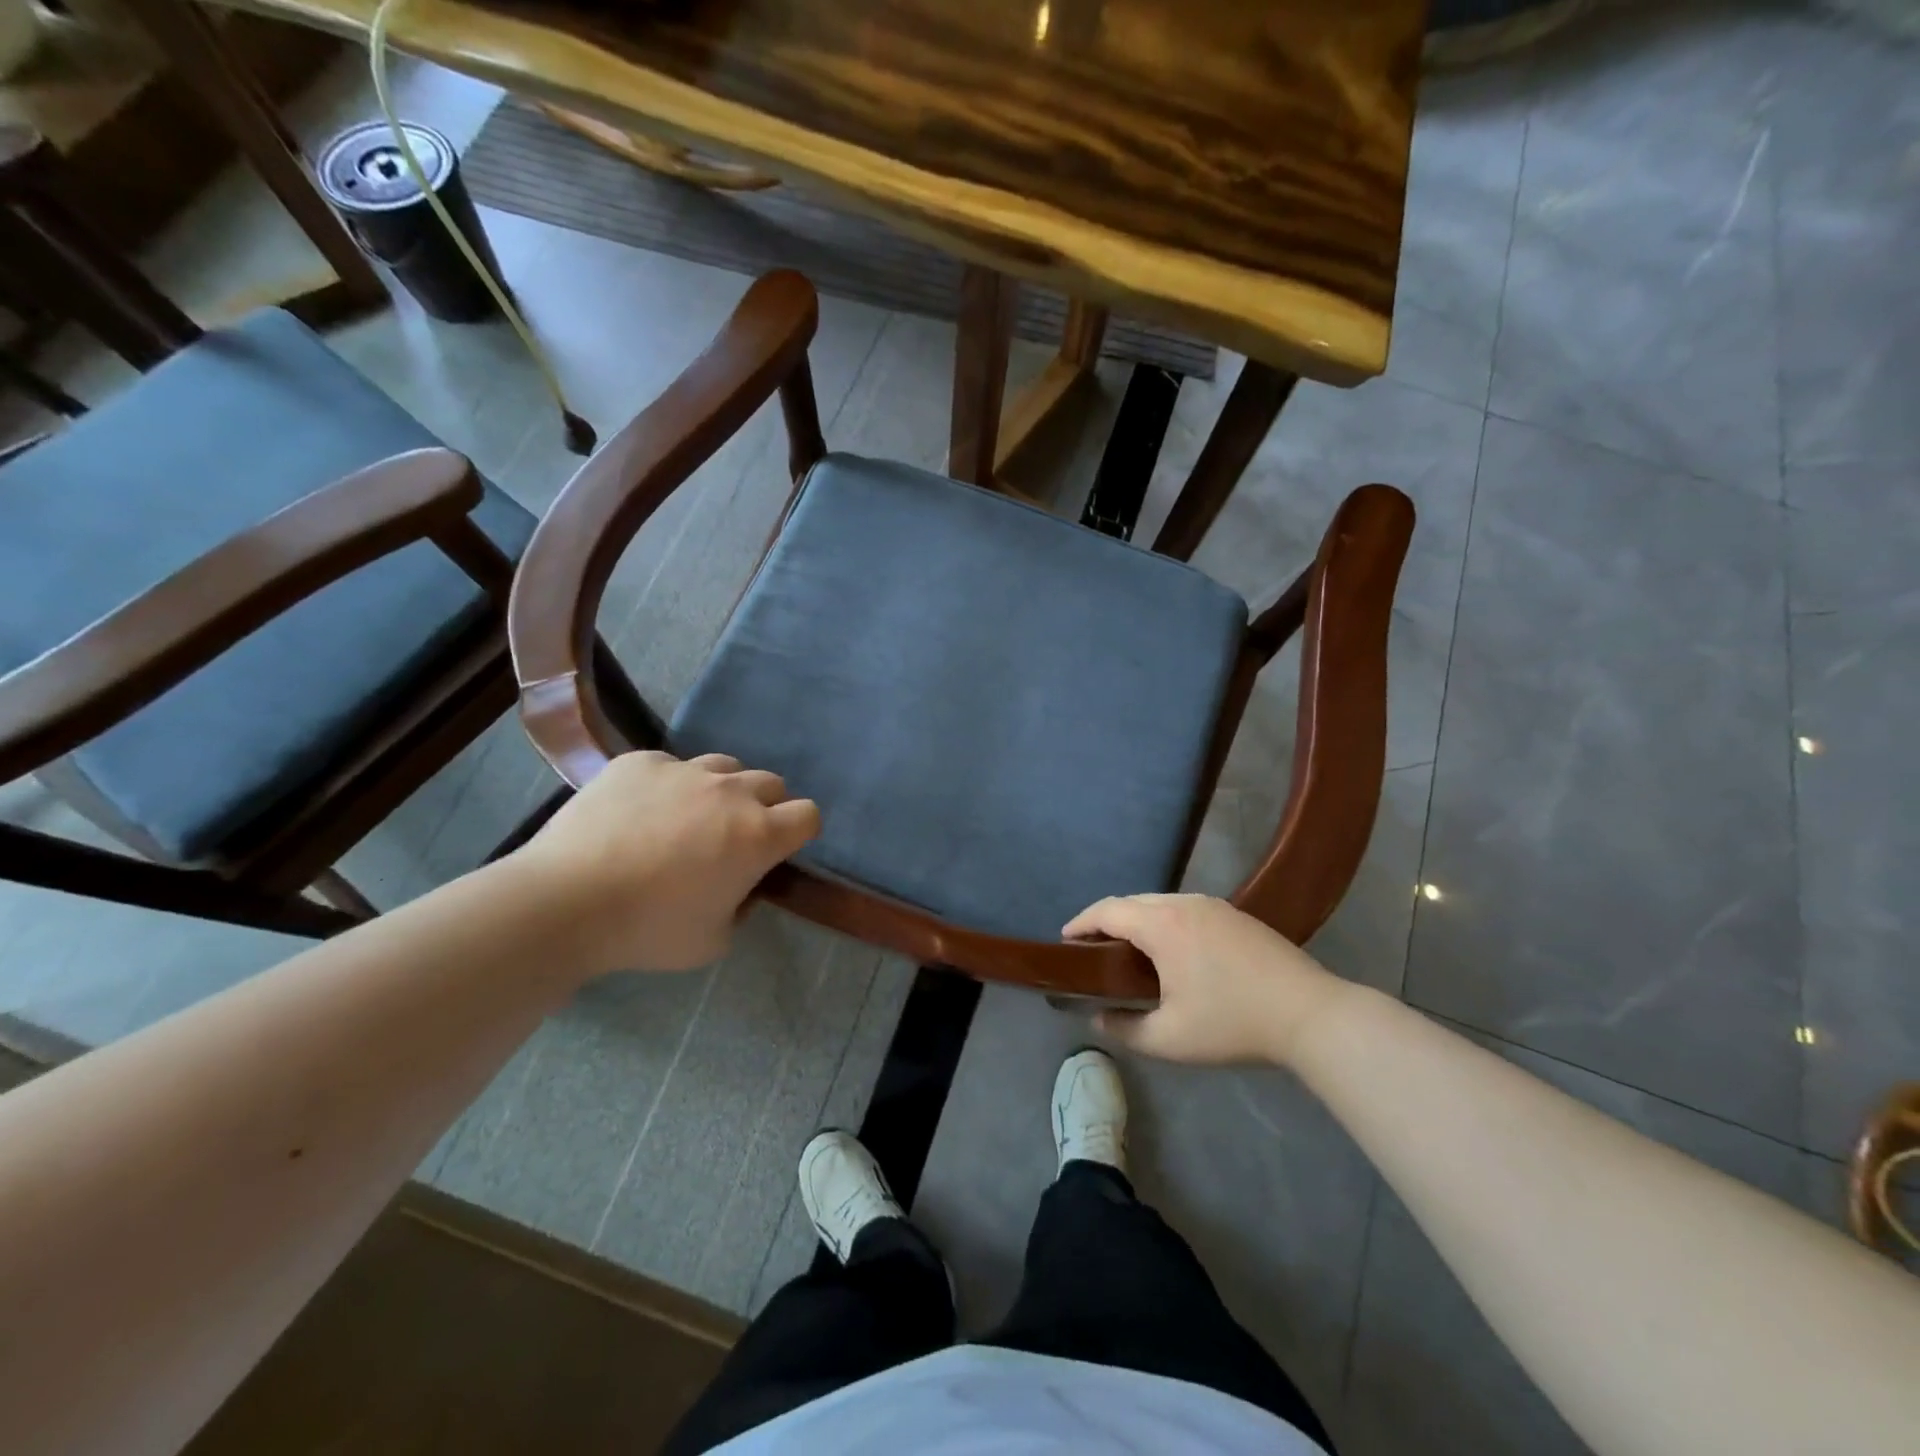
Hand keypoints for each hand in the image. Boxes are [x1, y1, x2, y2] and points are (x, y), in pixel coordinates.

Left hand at [513, 751, 819, 974]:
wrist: (565, 902)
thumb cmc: (649, 929)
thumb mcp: (714, 940)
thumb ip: (742, 907)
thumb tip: (740, 886)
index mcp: (758, 835)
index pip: (808, 815)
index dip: (799, 832)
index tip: (779, 849)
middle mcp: (731, 792)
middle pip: (771, 783)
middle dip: (764, 807)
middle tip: (732, 838)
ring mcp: (684, 770)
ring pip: (725, 766)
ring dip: (721, 790)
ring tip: (688, 818)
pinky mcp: (641, 762)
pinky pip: (670, 765)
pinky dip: (667, 785)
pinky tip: (638, 812)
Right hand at [1064, 894, 1350, 1066]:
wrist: (1310, 1014)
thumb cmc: (1233, 1024)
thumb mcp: (1170, 1039)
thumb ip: (1126, 1029)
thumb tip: (1099, 1019)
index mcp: (1162, 925)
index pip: (1107, 911)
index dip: (1081, 922)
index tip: (1065, 940)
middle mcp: (1184, 903)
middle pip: (1131, 901)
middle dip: (1106, 920)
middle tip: (1092, 949)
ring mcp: (1213, 905)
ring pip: (1159, 902)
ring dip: (1136, 919)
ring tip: (1127, 949)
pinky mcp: (1235, 914)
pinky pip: (1184, 908)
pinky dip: (1163, 921)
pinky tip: (1170, 950)